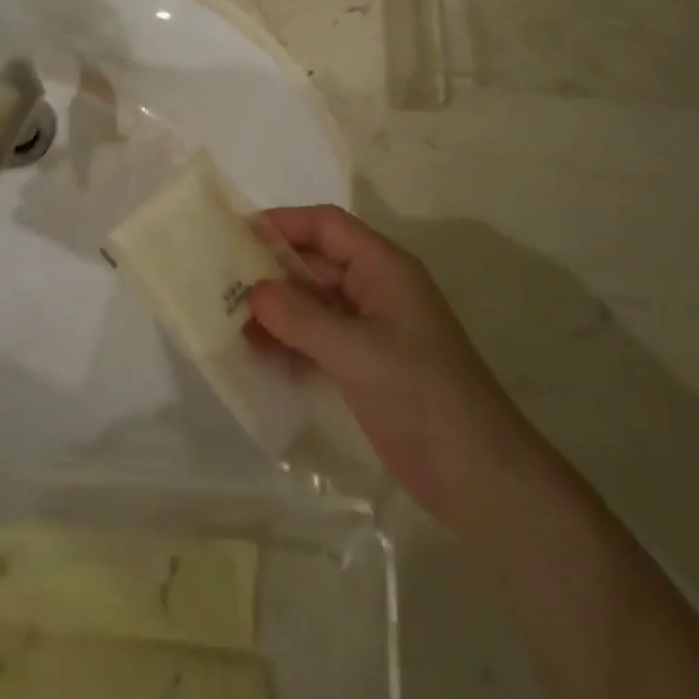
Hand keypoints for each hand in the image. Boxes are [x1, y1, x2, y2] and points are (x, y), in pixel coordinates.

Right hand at [247, 205, 530, 528]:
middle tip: (221, 281)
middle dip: (271, 269)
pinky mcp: (366, 366)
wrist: (477, 475)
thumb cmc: (420, 394)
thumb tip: (253, 292)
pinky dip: (289, 341)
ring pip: (314, 303)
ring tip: (230, 321)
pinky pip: (318, 339)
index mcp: (384, 269)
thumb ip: (300, 317)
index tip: (236, 233)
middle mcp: (376, 290)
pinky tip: (257, 354)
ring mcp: (371, 330)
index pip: (327, 226)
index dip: (284, 222)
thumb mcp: (356, 350)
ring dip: (276, 309)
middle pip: (316, 262)